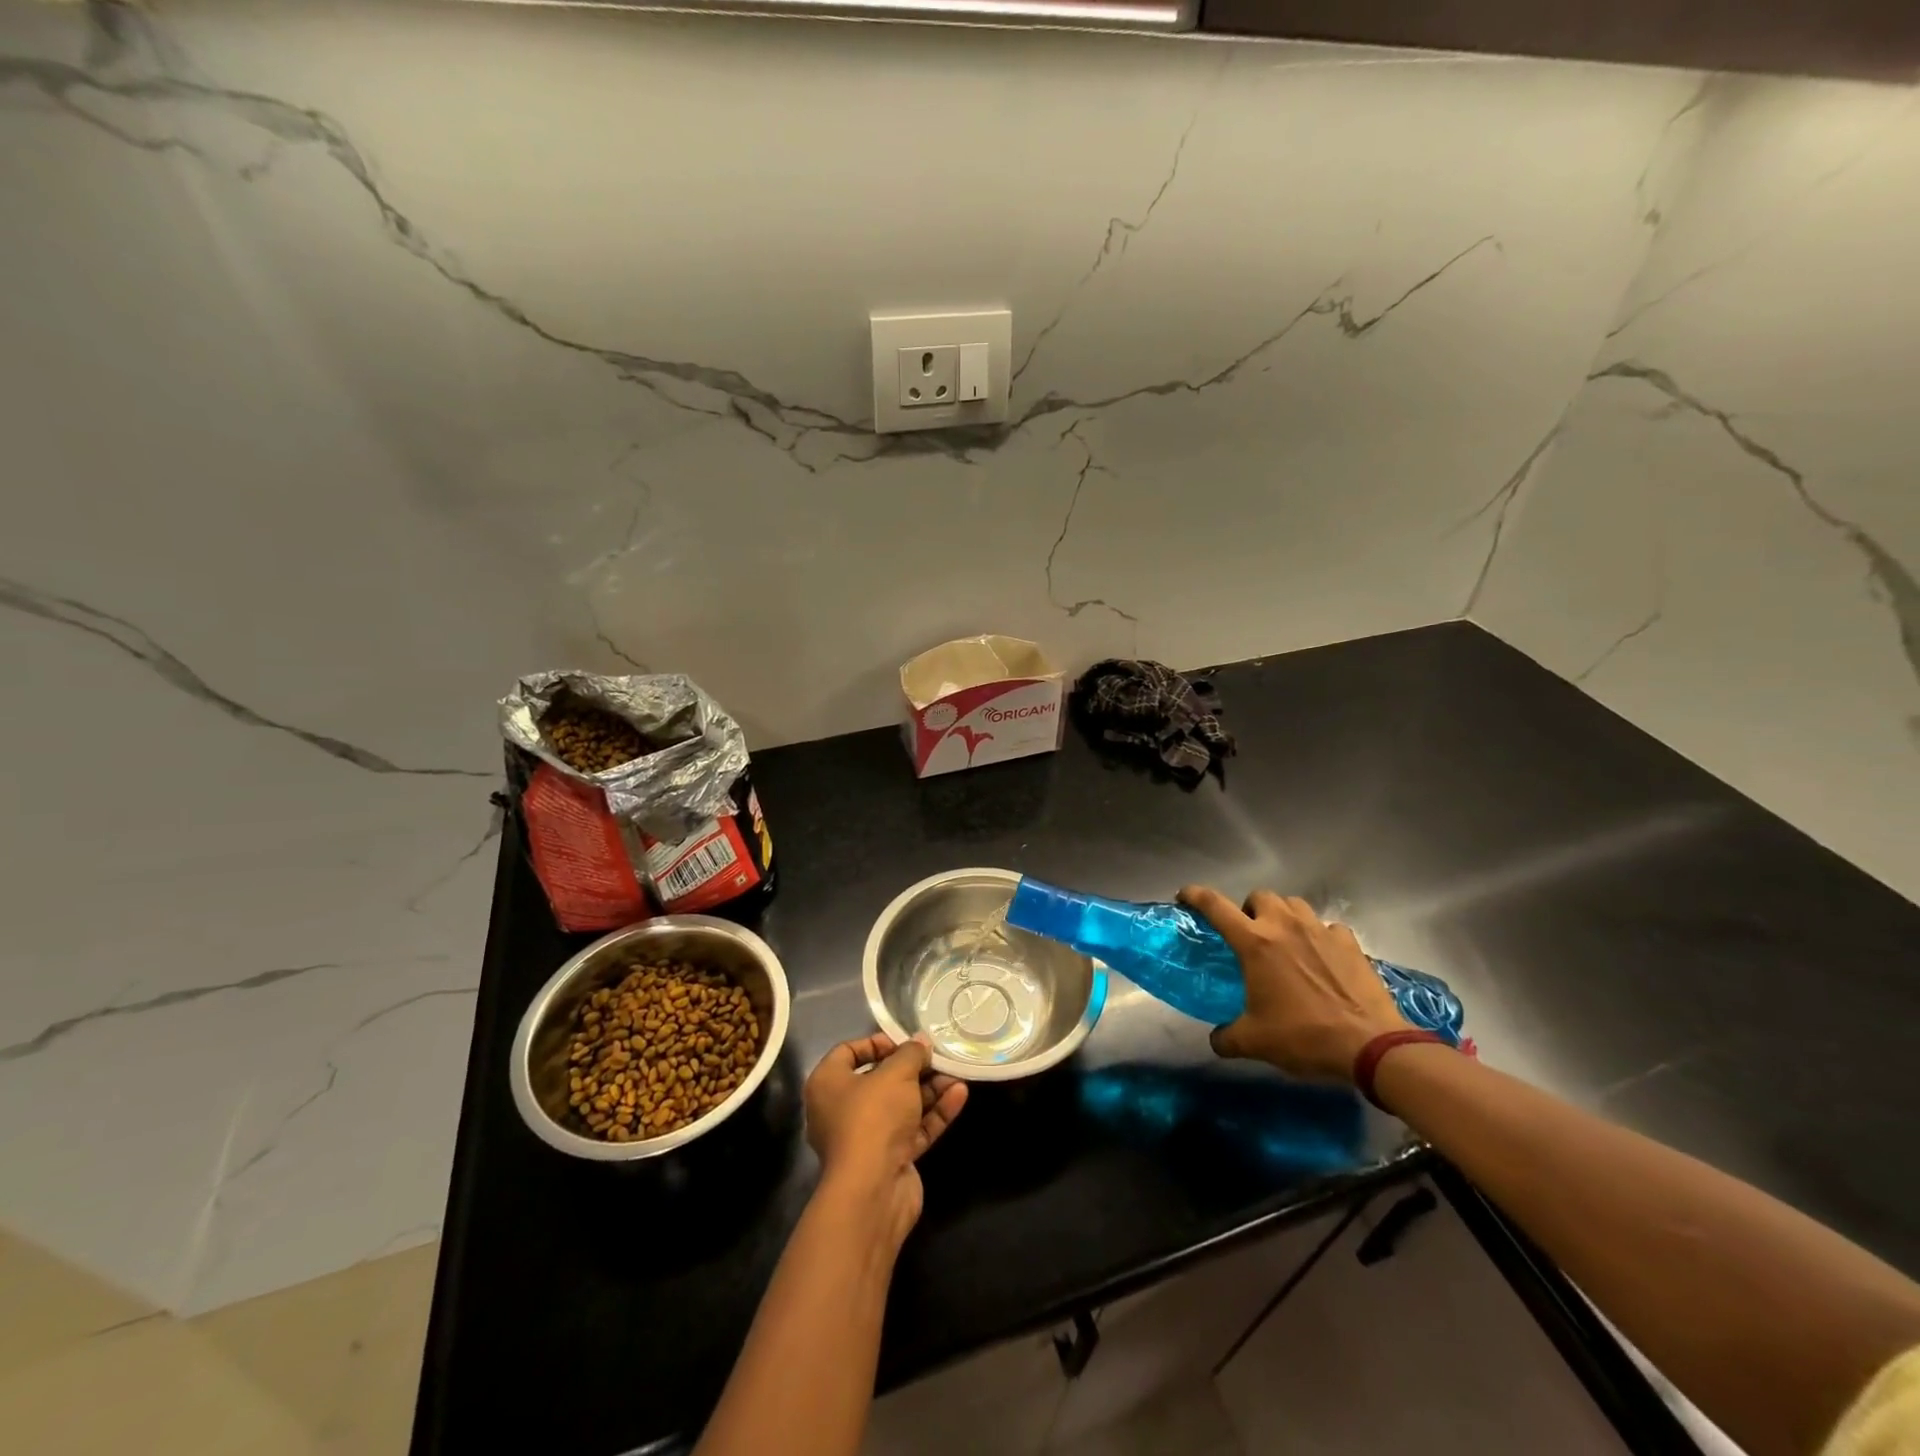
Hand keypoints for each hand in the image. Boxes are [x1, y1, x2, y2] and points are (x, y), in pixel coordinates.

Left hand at [804, 1033, 967, 1248]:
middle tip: (937, 1056)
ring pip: (901, 1106)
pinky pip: (913, 1129)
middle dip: (912, 1068)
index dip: (877, 1043)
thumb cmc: (873, 1117)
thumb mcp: (896, 1073)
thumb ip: (911, 1054)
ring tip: (957, 1073)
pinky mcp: (890, 1159)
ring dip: (929, 1089)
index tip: (904, 1042)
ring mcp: (866, 1137)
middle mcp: (842, 1110)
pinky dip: (934, 1113)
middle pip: (880, 1080)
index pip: (848, 1052)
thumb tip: (921, 1043)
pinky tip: (960, 1095)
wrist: (873, 1190)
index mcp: (828, 1084)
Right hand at [1179, 887, 1410, 1082]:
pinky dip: (1320, 936)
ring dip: (1283, 916)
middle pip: (1259, 896)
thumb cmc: (1304, 1036)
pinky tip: (1322, 956)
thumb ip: (1226, 1037)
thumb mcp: (1255, 1042)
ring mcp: (1320, 931)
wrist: (1370, 1045)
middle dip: (1250, 909)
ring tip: (1285, 940)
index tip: (1185, 895)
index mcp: (1255, 943)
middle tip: (1250, 934)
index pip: (1216, 906)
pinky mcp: (1349, 943)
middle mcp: (1285, 927)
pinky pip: (1328, 927)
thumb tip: (1216, 1040)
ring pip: (1294, 904)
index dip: (1196, 895)